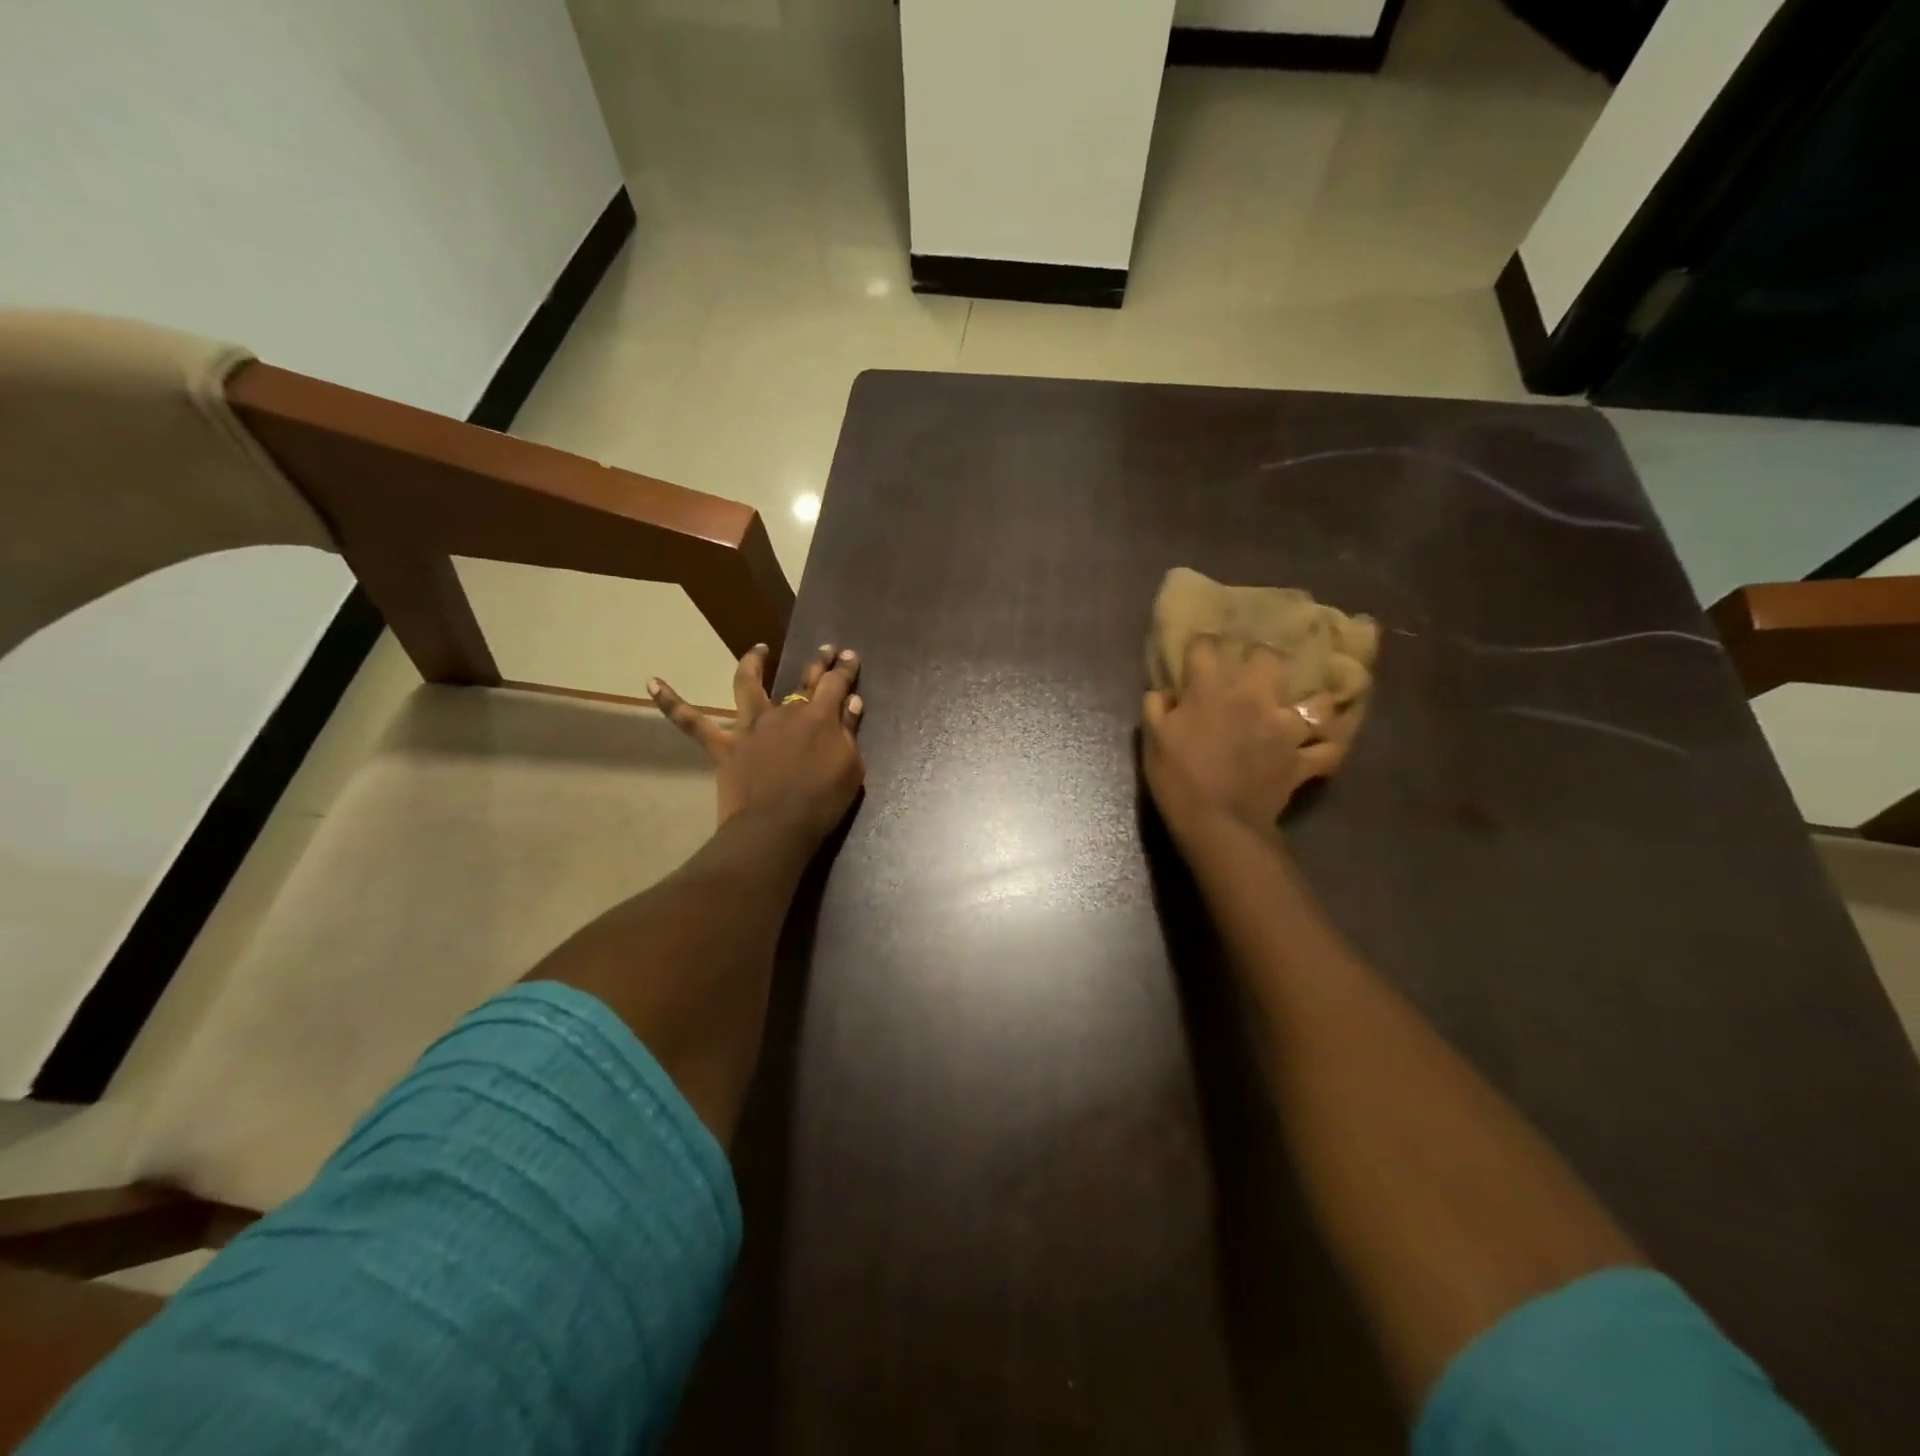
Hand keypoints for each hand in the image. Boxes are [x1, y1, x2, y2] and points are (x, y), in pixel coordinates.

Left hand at [650, 643, 865, 843]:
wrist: (777, 829)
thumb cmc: (822, 803)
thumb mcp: (850, 768)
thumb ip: (849, 731)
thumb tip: (851, 701)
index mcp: (819, 717)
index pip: (835, 683)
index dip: (844, 668)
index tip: (849, 655)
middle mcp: (784, 712)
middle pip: (802, 678)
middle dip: (817, 662)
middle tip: (825, 648)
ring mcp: (751, 726)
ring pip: (748, 685)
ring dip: (752, 664)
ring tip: (758, 649)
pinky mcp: (724, 745)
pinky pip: (691, 722)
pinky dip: (671, 702)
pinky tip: (651, 682)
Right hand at [1142, 637, 1361, 840]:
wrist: (1216, 823)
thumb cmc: (1177, 779)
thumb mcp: (1152, 739)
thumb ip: (1156, 707)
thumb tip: (1165, 691)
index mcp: (1212, 690)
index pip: (1206, 647)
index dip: (1201, 646)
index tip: (1197, 654)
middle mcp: (1254, 698)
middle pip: (1268, 658)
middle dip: (1259, 658)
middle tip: (1251, 672)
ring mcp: (1285, 728)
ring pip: (1315, 701)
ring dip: (1309, 701)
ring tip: (1302, 703)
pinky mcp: (1302, 759)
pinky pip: (1328, 749)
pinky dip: (1328, 746)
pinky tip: (1323, 742)